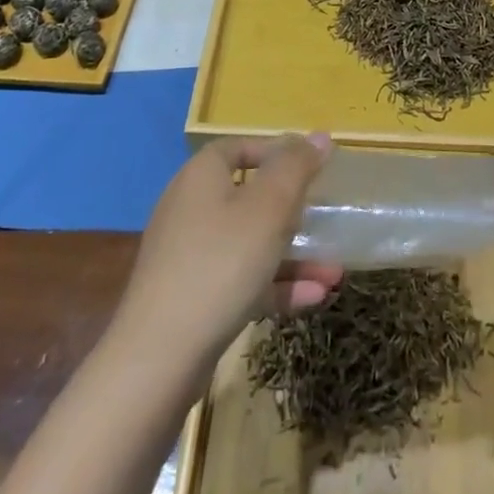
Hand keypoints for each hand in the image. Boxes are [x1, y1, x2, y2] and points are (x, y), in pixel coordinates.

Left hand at [115, 134, 343, 371]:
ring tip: (334, 272)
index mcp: (201, 176)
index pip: (238, 147)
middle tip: (324, 219)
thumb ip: (297, 167)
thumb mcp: (269, 206)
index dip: (275, 151)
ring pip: (249, 243)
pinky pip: (240, 279)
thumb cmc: (221, 262)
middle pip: (247, 197)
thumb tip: (318, 136)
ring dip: (293, 255)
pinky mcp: (191, 298)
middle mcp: (190, 208)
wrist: (159, 357)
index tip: (310, 166)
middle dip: (293, 211)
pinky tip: (313, 298)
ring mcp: (188, 256)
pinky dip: (274, 285)